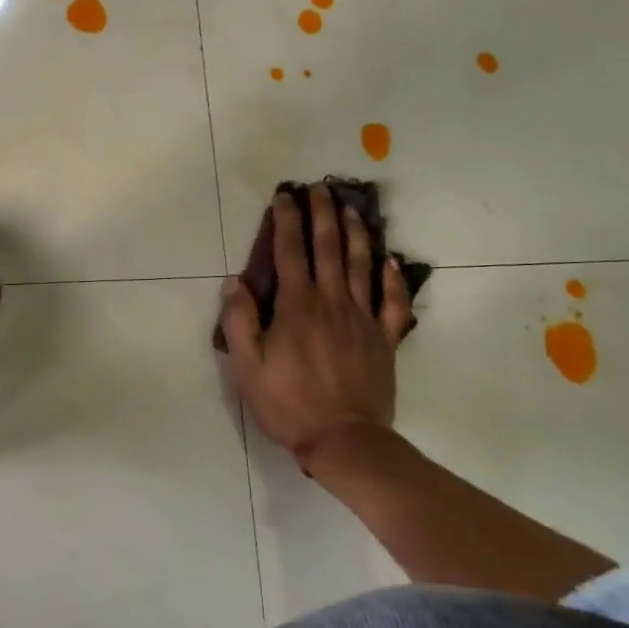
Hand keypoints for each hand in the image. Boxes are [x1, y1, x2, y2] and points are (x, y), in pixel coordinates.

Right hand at [219, 185, 413, 471]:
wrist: (344, 439)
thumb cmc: (287, 403)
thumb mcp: (247, 367)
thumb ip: (239, 321)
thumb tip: (235, 282)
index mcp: (296, 307)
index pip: (289, 252)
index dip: (286, 221)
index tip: (284, 196)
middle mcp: (331, 302)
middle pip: (328, 248)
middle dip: (322, 214)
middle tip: (320, 188)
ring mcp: (363, 318)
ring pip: (361, 265)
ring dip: (356, 232)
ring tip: (352, 207)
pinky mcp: (385, 338)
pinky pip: (393, 301)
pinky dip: (393, 277)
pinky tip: (390, 260)